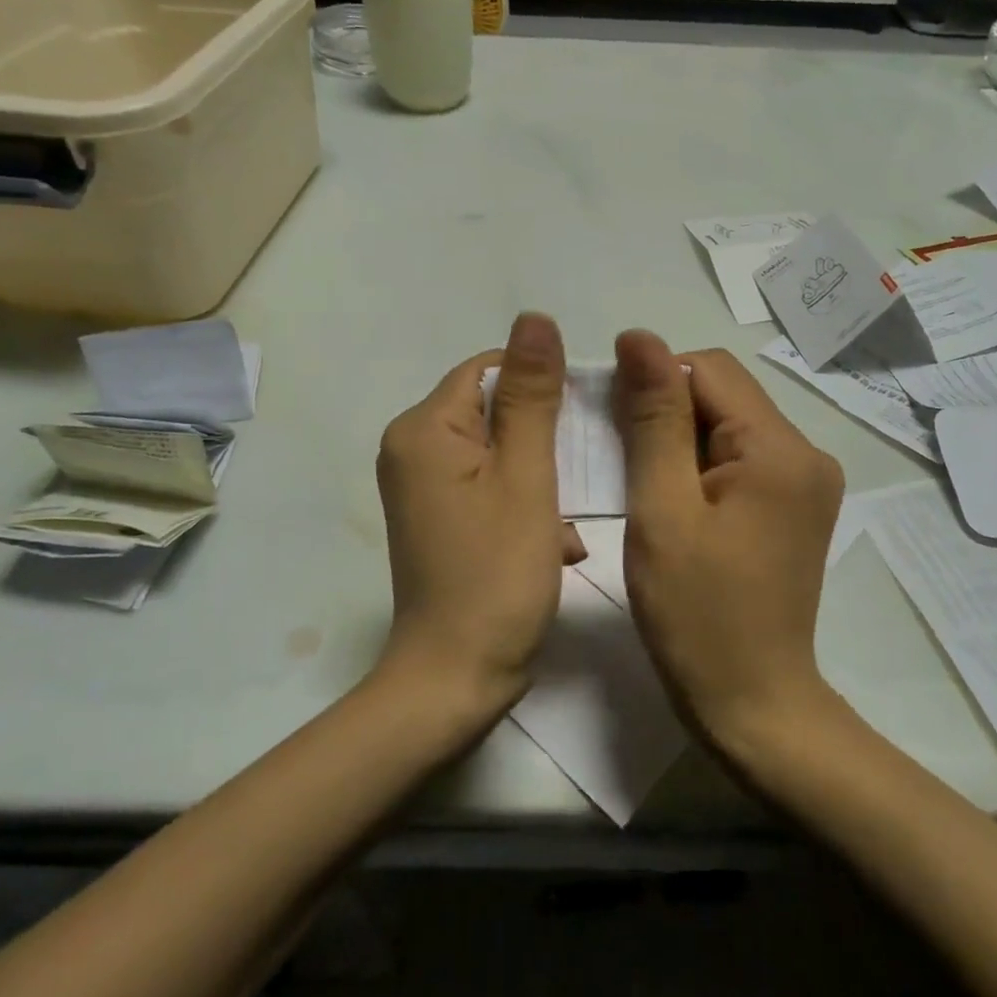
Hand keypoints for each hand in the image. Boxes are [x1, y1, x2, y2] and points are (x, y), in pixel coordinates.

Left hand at [374, 312, 584, 716]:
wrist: (456, 678)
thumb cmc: (497, 573)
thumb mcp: (527, 476)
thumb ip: (532, 395)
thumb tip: (535, 318)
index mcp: (424, 428)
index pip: (489, 370)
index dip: (543, 386)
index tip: (585, 421)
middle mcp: (412, 449)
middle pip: (493, 411)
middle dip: (546, 440)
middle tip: (585, 474)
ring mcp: (422, 487)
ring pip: (499, 452)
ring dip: (543, 478)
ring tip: (571, 519)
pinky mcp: (437, 518)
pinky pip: (488, 486)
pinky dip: (525, 505)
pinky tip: (557, 543)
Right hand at [612, 331, 843, 748]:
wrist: (751, 702)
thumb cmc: (696, 612)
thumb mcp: (661, 509)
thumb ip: (653, 418)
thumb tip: (639, 337)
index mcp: (781, 449)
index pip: (709, 369)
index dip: (653, 380)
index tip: (612, 419)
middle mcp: (808, 453)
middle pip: (723, 395)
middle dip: (667, 412)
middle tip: (621, 457)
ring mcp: (808, 482)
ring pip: (728, 425)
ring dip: (679, 439)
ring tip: (644, 484)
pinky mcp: (796, 506)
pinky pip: (741, 458)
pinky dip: (700, 465)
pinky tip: (673, 499)